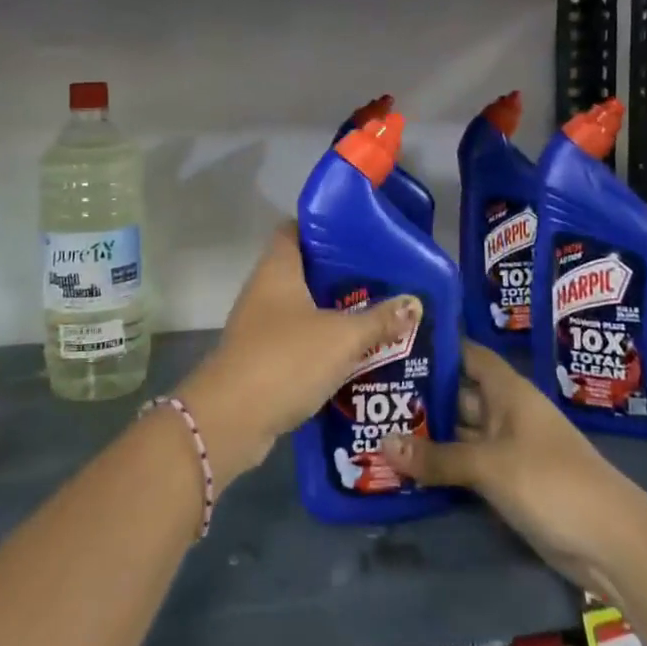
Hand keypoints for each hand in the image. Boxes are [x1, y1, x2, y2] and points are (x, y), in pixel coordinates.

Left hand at [176, 224, 420, 488]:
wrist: (232, 418)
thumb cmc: (286, 359)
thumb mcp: (342, 337)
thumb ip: (379, 320)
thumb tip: (414, 303)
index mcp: (278, 269)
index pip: (296, 229)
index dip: (325, 227)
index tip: (360, 234)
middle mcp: (264, 290)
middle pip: (305, 271)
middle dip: (342, 276)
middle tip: (383, 278)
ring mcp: (260, 326)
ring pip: (304, 310)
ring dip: (335, 314)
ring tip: (378, 315)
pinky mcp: (262, 359)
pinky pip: (299, 343)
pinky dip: (323, 346)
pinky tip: (355, 355)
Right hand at [382, 342, 635, 593]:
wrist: (613, 543)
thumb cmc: (551, 481)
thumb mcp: (489, 465)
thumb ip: (437, 456)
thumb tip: (382, 444)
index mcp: (508, 391)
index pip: (468, 355)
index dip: (438, 346)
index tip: (396, 341)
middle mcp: (506, 413)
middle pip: (458, 394)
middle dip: (421, 393)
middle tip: (372, 389)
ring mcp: (508, 449)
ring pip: (460, 432)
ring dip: (428, 432)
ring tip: (378, 425)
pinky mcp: (509, 483)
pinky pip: (467, 464)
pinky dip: (442, 464)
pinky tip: (407, 465)